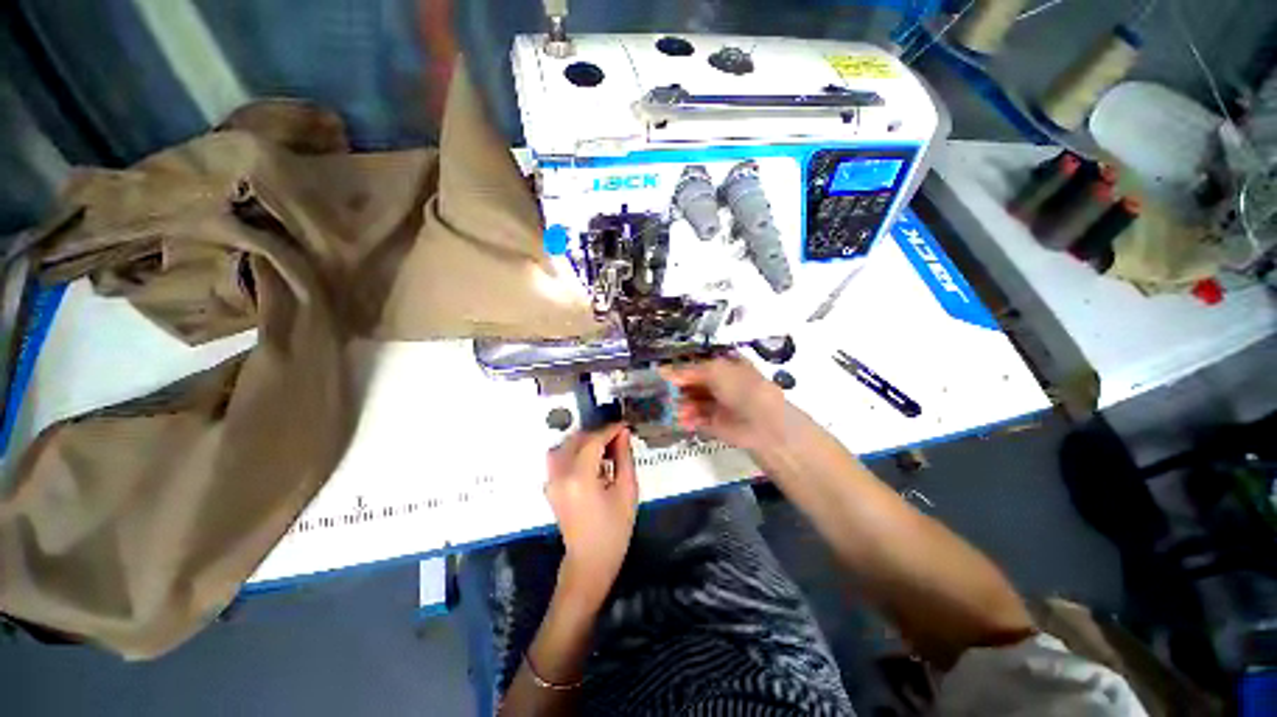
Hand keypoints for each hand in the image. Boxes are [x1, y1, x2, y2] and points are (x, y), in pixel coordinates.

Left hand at [545, 423, 637, 602]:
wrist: (590, 561)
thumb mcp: (627, 491)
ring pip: (564, 445)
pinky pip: (558, 457)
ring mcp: (551, 481)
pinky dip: (573, 450)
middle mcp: (560, 475)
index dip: (610, 429)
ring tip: (604, 447)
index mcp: (580, 478)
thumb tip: (623, 434)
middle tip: (618, 437)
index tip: (625, 426)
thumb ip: (624, 458)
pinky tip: (590, 459)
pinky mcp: (550, 486)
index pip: (593, 441)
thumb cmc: (614, 529)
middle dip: (598, 433)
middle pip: (576, 439)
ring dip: (584, 440)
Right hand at [662, 354, 786, 450]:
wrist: (763, 423)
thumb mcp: (714, 370)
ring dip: (682, 403)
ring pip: (692, 401)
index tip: (662, 373)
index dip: (680, 368)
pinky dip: (688, 418)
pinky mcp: (715, 423)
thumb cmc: (741, 387)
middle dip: (678, 387)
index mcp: (725, 366)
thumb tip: (662, 370)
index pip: (697, 364)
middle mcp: (721, 383)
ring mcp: (718, 404)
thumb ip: (687, 371)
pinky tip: (682, 419)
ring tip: (677, 408)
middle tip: (664, 391)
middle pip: (693, 383)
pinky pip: (696, 418)